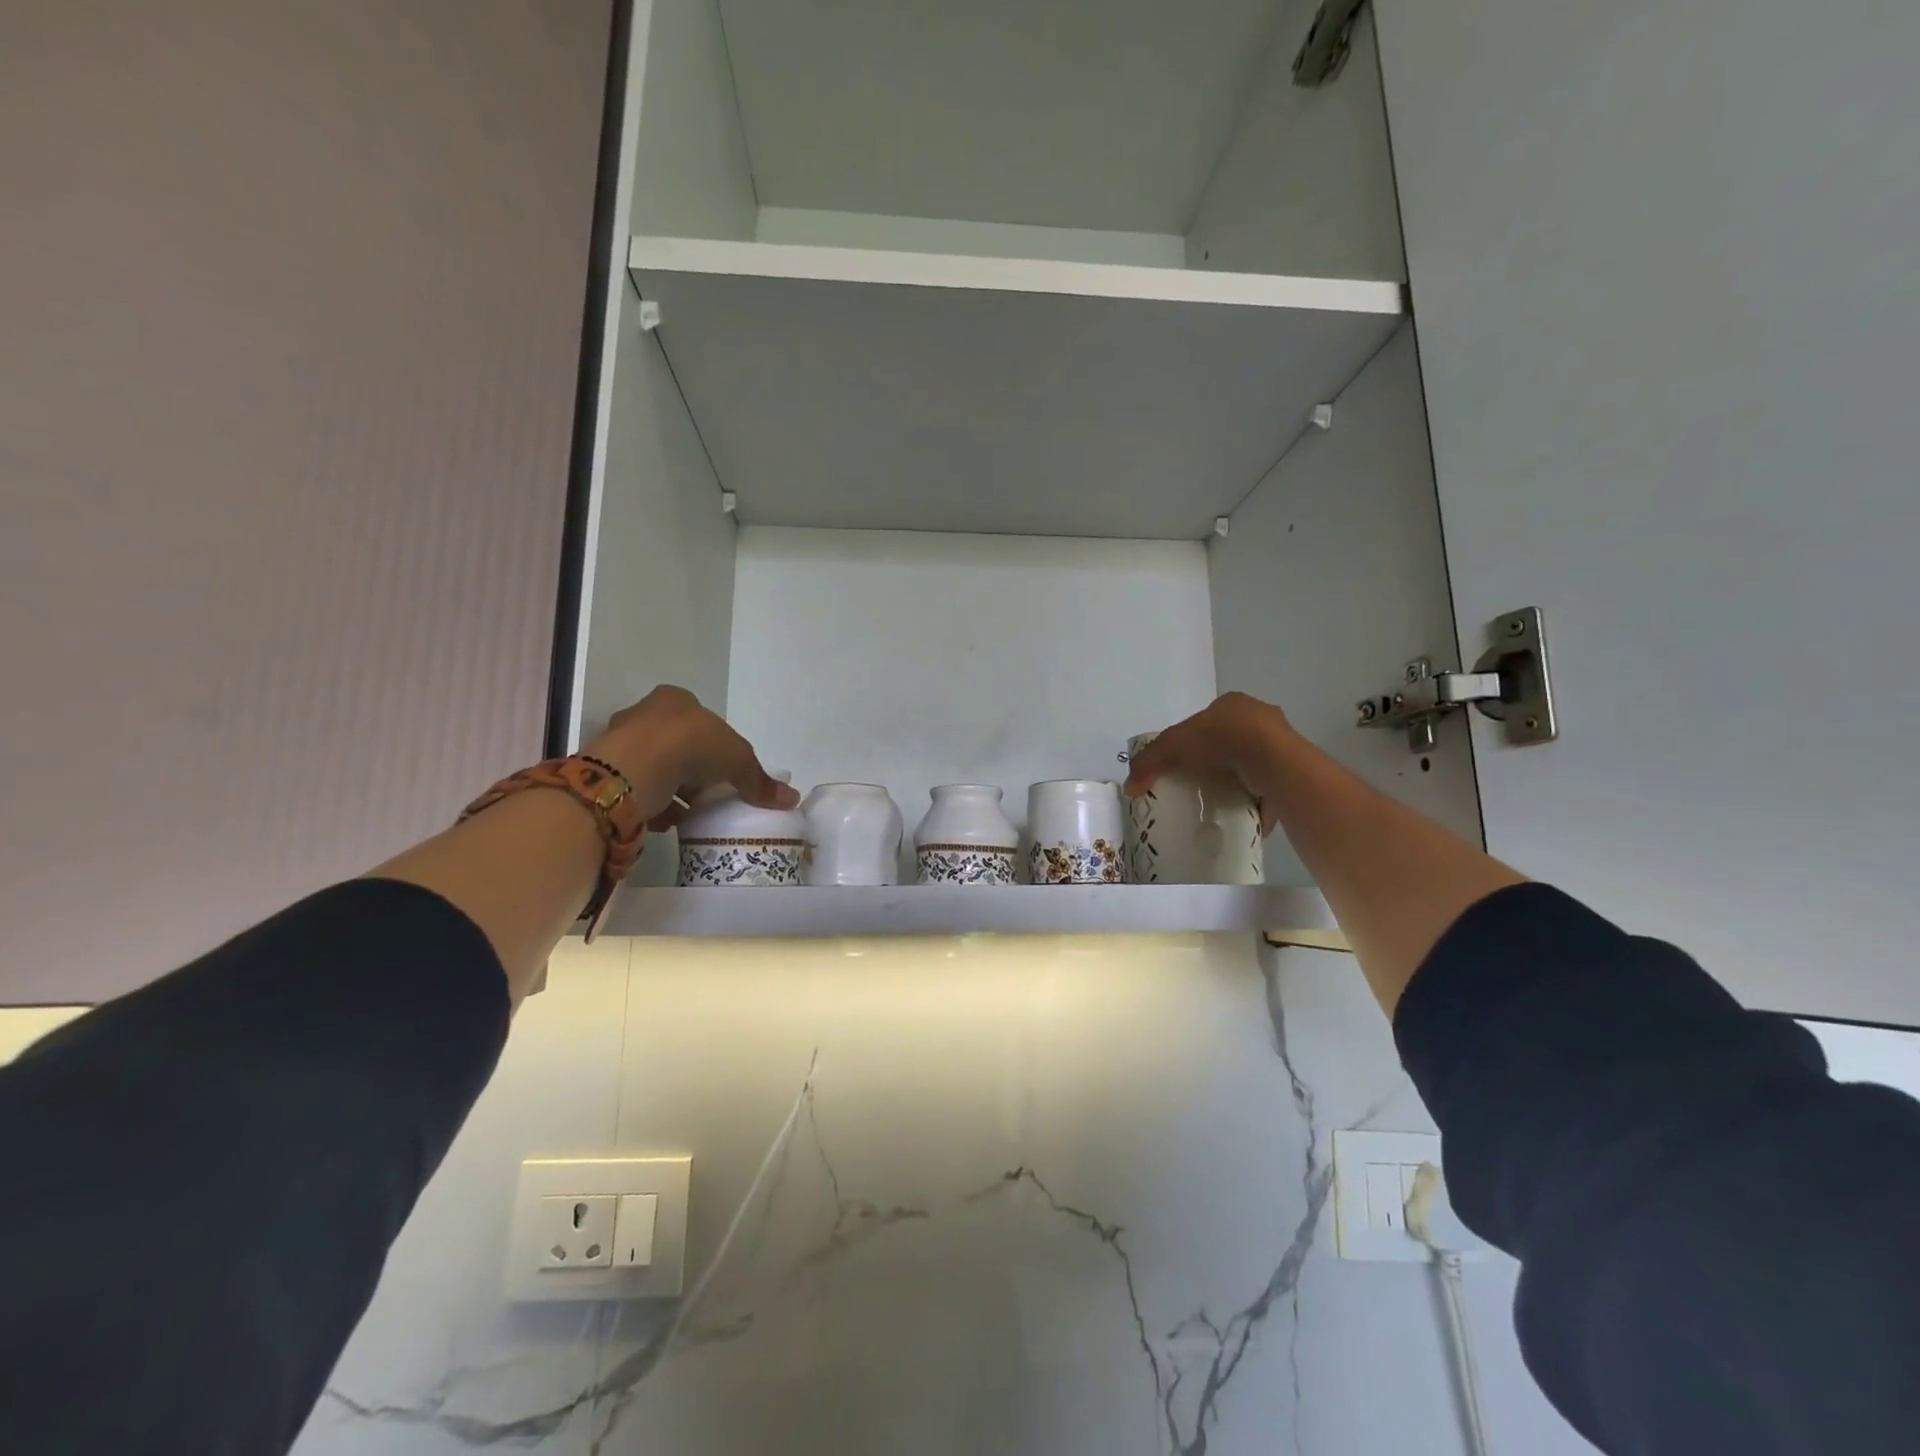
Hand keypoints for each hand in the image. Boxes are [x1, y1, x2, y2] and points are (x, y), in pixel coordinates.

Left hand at [583, 686, 798, 828]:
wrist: (636, 767)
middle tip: (708, 792)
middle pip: (677, 743)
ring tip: (689, 812)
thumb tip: (792, 799)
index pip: (700, 720)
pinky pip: (637, 789)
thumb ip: (760, 780)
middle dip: (693, 769)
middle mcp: (645, 713)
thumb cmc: (692, 745)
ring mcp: (621, 742)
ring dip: (671, 789)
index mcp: (677, 699)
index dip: (716, 744)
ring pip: (655, 767)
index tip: (725, 769)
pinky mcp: (607, 772)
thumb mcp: (739, 760)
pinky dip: (652, 804)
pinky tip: (666, 820)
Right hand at [1122, 692, 1297, 834]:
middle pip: (1229, 740)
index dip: (1191, 740)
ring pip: (1251, 761)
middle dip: (1216, 760)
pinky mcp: (1293, 768)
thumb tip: (1128, 786)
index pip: (1206, 720)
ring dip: (1238, 778)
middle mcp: (1259, 717)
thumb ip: (1149, 762)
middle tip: (1200, 782)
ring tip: (1221, 799)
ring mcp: (1281, 742)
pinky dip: (1257, 797)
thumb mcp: (1173, 746)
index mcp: (1231, 703)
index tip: (1182, 763)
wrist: (1273, 761)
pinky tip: (1244, 810)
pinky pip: (1269, 784)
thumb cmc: (1221, 740)